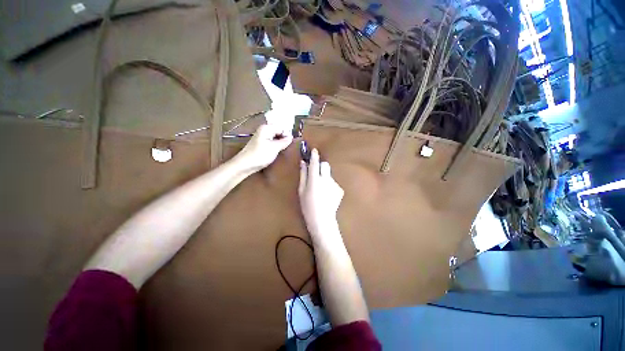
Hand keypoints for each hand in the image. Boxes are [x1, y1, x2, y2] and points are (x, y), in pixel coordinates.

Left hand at [236, 124, 292, 171]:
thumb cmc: (260, 155)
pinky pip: (271, 143)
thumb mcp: (275, 148)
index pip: (281, 128)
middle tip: (289, 147)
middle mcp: (264, 131)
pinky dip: (276, 147)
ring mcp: (262, 138)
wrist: (245, 165)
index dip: (287, 135)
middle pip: (278, 132)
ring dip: (280, 144)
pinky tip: (278, 152)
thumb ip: (284, 142)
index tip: (292, 143)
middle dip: (284, 139)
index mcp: (266, 128)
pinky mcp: (261, 145)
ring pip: (275, 138)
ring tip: (284, 150)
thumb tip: (291, 137)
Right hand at [298, 148, 343, 235]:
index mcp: (315, 179)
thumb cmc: (307, 205)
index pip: (315, 163)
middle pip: (325, 165)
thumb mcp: (301, 190)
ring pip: (329, 175)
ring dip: (325, 178)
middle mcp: (326, 179)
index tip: (314, 150)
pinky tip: (327, 195)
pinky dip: (330, 186)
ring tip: (321, 190)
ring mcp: (334, 184)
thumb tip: (303, 163)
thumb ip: (303, 175)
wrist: (322, 219)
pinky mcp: (340, 189)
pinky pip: (333, 183)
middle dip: (321, 166)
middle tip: (316, 174)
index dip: (314, 156)